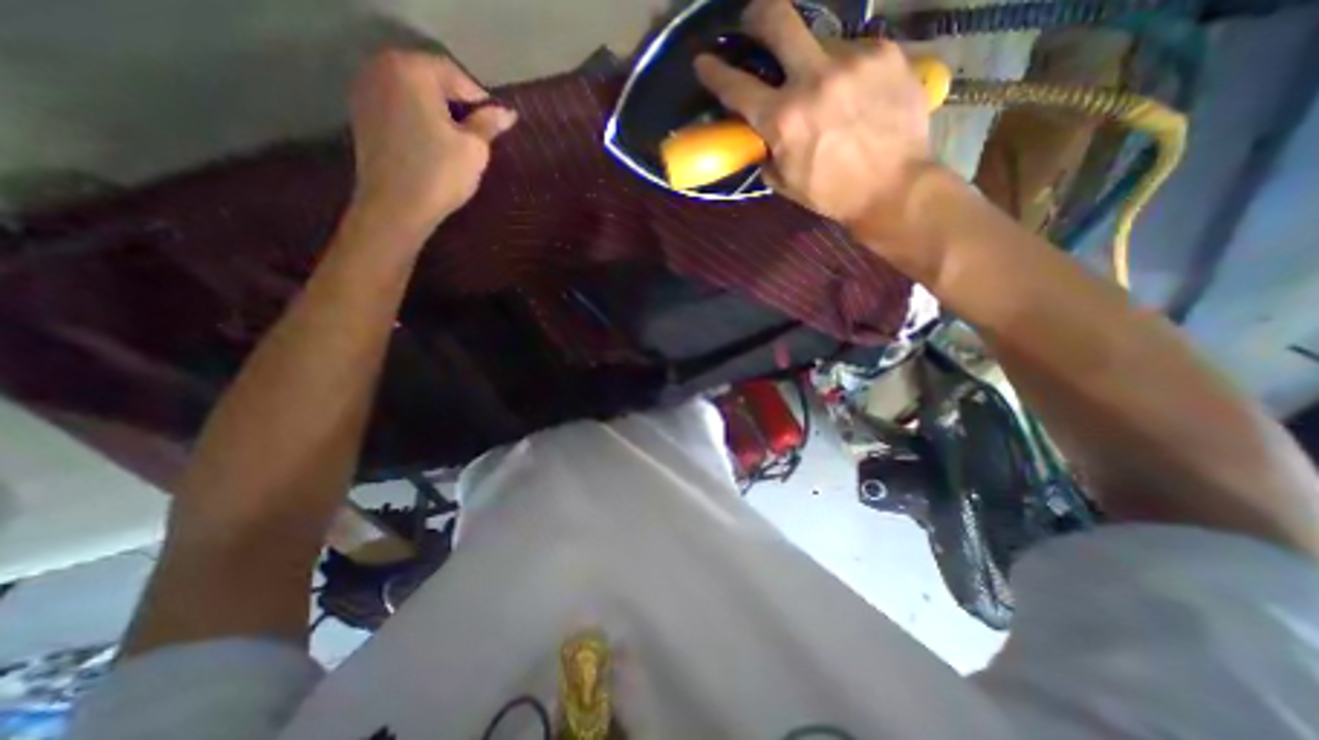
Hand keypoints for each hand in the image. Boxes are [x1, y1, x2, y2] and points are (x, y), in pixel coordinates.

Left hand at [348, 49, 517, 235]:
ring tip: (457, 141)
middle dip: (458, 104)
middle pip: (432, 78)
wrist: (396, 207)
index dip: (481, 101)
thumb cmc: (440, 174)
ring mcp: (367, 90)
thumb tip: (507, 113)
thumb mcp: (474, 149)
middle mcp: (381, 68)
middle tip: (479, 135)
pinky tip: (433, 143)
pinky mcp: (362, 114)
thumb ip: (489, 124)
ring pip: (414, 93)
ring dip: (439, 111)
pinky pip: (400, 107)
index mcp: (411, 70)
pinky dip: (419, 119)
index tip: (497, 126)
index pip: (456, 74)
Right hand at [694, 0, 931, 228]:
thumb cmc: (832, 193)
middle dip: (757, 16)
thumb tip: (761, 132)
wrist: (894, 187)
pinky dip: (845, 69)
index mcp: (783, 119)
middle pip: (776, 18)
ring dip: (812, 59)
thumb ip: (766, 150)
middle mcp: (814, 79)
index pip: (736, 86)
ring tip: (825, 87)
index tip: (704, 61)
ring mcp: (852, 60)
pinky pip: (853, 51)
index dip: (714, 71)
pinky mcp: (885, 53)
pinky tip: (854, 92)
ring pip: (819, 40)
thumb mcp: (785, 182)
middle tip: (753, 22)